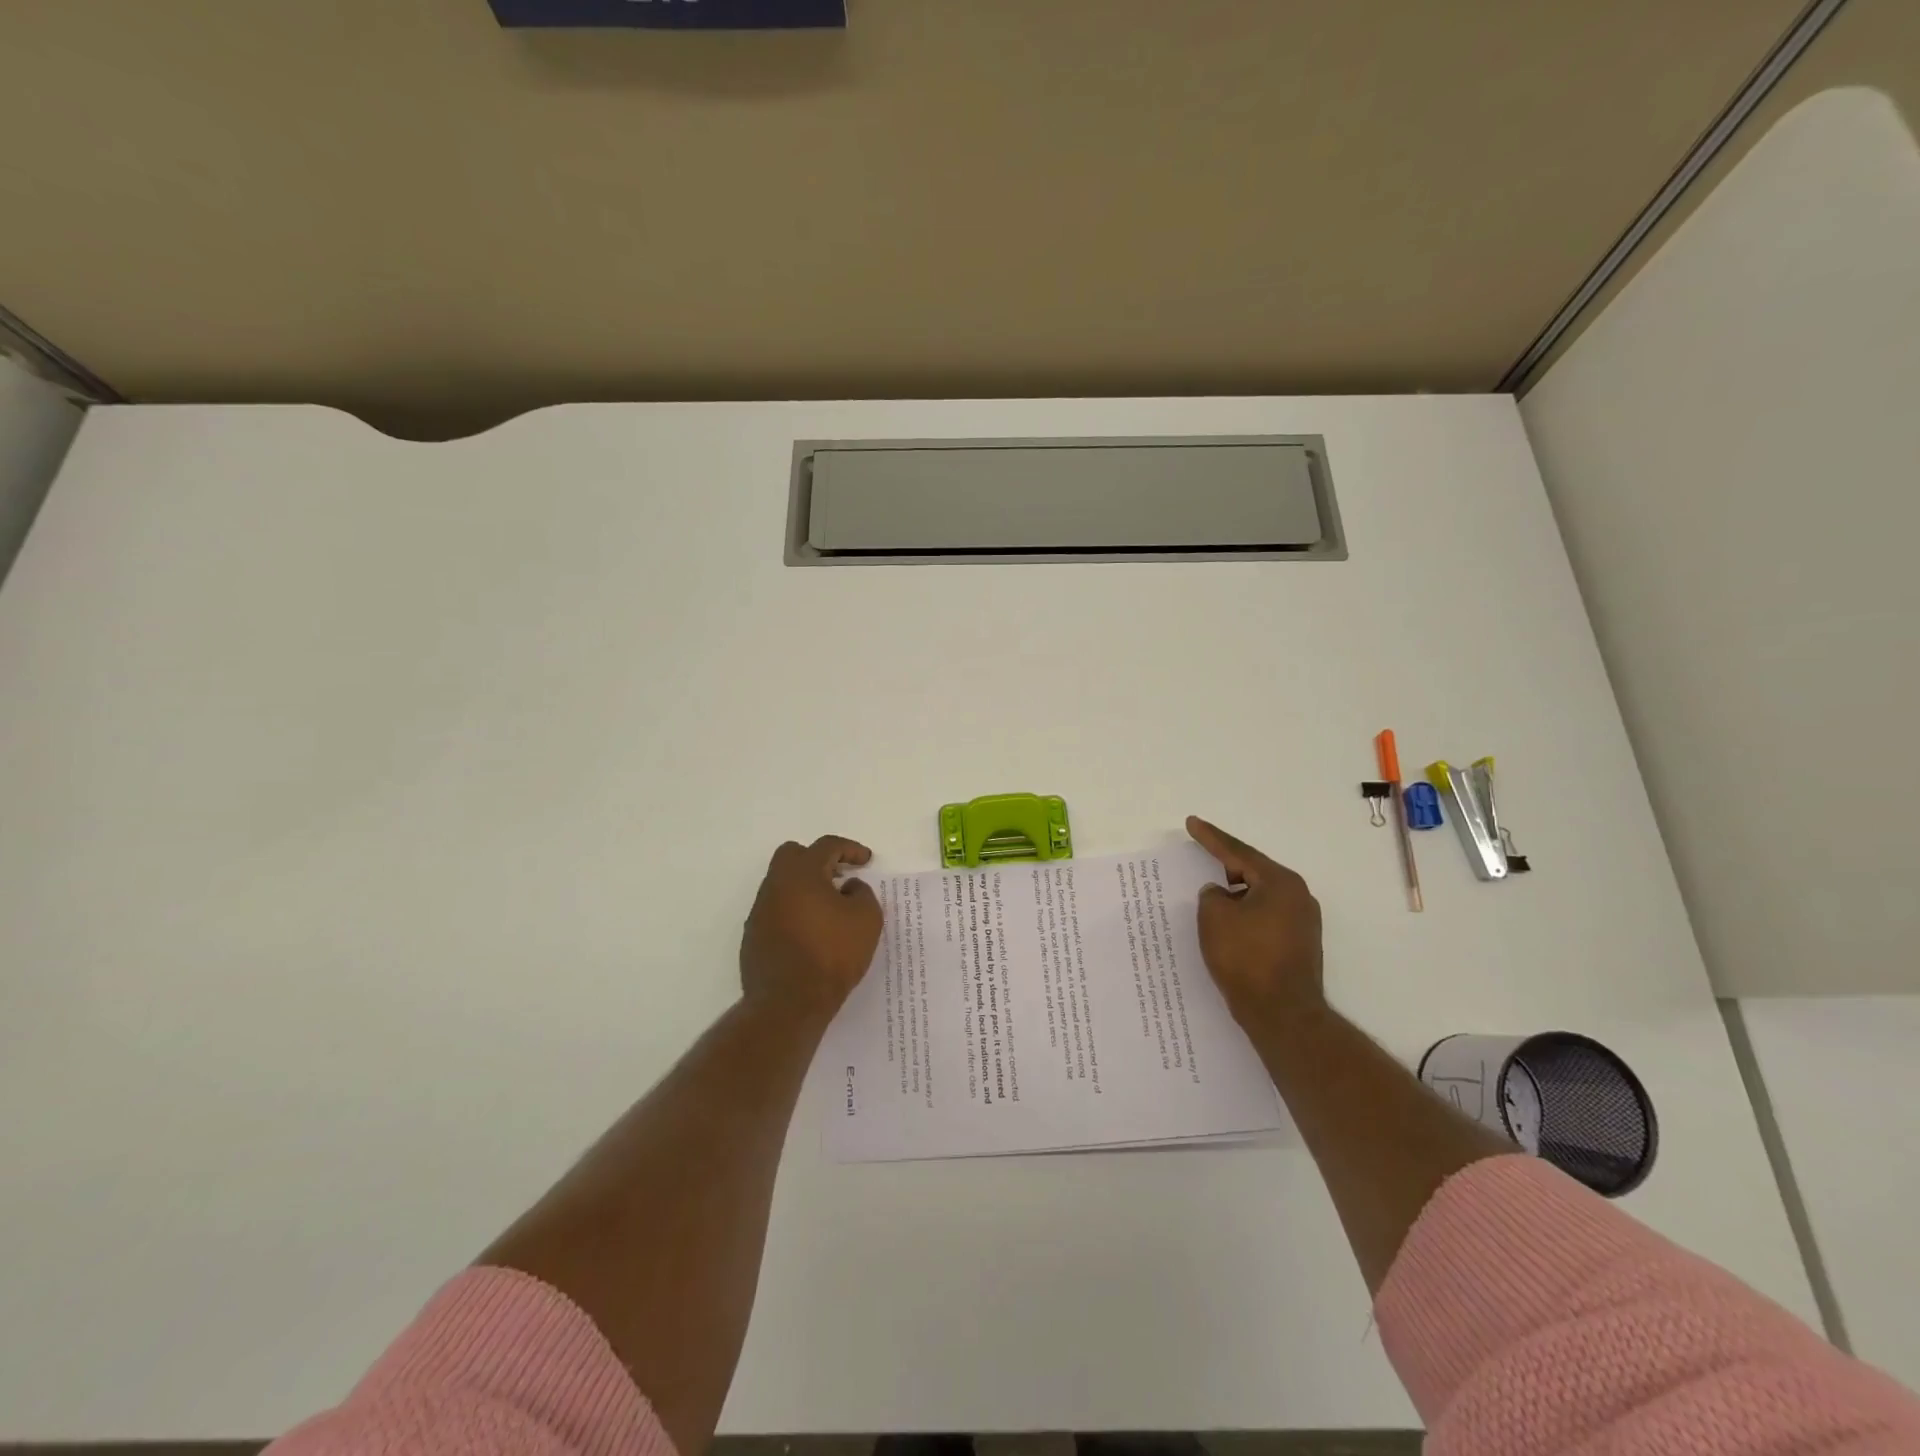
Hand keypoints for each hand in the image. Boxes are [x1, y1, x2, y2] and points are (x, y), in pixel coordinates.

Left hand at [740, 836, 882, 1022]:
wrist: (789, 1003)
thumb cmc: (832, 954)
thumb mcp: (866, 919)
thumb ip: (862, 893)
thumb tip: (848, 887)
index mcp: (802, 873)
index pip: (827, 846)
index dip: (850, 849)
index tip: (866, 861)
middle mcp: (775, 885)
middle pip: (793, 855)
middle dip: (818, 859)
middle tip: (839, 876)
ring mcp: (760, 911)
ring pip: (782, 884)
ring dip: (806, 888)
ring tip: (829, 908)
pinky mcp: (754, 936)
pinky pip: (776, 910)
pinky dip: (795, 912)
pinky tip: (812, 933)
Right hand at [1186, 816, 1324, 1029]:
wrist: (1282, 1015)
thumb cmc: (1246, 958)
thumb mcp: (1214, 917)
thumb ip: (1212, 895)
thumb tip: (1221, 895)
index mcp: (1280, 882)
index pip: (1238, 852)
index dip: (1211, 838)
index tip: (1192, 823)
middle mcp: (1298, 896)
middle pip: (1253, 872)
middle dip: (1225, 866)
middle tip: (1200, 856)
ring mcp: (1302, 923)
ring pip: (1259, 896)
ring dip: (1235, 895)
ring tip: (1210, 895)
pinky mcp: (1299, 945)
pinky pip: (1265, 917)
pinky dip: (1244, 915)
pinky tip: (1228, 924)